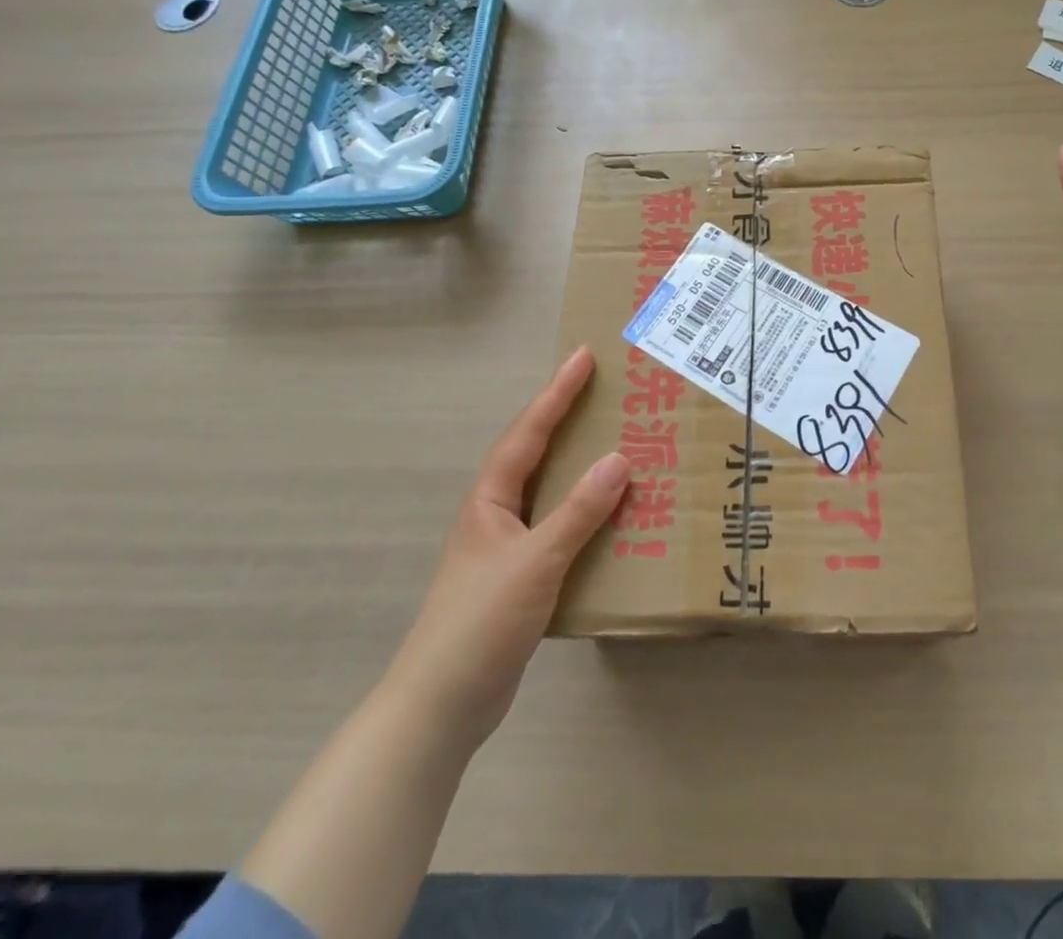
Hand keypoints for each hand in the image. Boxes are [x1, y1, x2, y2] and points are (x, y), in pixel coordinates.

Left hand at [381, 346, 627, 737]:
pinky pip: (560, 527)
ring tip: (617, 444)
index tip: (583, 356)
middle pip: (536, 453)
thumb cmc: (481, 621)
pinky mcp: (521, 577)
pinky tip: (612, 518)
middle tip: (605, 392)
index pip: (529, 432)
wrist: (443, 704)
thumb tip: (619, 459)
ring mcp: (507, 547)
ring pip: (549, 491)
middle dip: (567, 419)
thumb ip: (579, 511)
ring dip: (579, 465)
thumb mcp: (536, 560)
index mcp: (491, 500)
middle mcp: (497, 514)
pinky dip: (585, 512)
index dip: (556, 393)